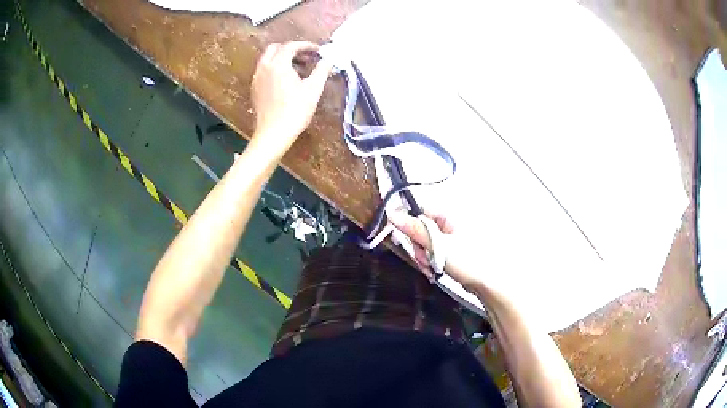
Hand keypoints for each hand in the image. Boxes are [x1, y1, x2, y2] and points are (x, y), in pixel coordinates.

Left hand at [250, 42, 332, 154]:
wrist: (274, 133)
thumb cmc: (295, 110)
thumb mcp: (314, 88)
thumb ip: (322, 70)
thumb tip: (329, 59)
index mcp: (278, 64)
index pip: (291, 46)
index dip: (306, 46)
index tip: (318, 50)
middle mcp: (264, 68)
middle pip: (275, 49)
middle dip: (291, 49)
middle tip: (306, 57)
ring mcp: (257, 79)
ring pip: (268, 59)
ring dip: (283, 58)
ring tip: (299, 69)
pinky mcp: (255, 89)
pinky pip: (264, 71)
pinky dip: (275, 68)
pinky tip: (286, 81)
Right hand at [388, 210, 480, 290]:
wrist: (487, 283)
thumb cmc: (468, 261)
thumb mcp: (437, 245)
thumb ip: (414, 230)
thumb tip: (393, 214)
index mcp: (448, 216)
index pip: (420, 212)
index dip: (410, 226)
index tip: (407, 240)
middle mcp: (449, 224)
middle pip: (420, 230)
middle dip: (419, 248)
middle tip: (425, 259)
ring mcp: (451, 239)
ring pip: (425, 244)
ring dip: (424, 258)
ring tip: (432, 268)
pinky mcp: (451, 252)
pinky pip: (433, 253)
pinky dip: (430, 263)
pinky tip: (434, 271)